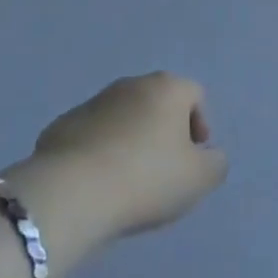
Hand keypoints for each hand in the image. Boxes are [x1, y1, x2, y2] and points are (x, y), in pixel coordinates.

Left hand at [9, 73, 227, 253]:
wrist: (71, 193)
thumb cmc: (146, 178)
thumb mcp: (199, 179)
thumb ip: (216, 163)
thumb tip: (210, 156)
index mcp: (168, 88)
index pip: (195, 95)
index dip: (200, 125)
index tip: (192, 159)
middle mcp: (131, 84)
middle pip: (157, 103)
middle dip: (163, 132)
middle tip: (162, 171)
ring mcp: (93, 102)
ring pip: (122, 117)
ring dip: (129, 140)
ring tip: (126, 181)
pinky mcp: (61, 125)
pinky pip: (91, 136)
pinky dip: (98, 152)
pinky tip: (96, 184)